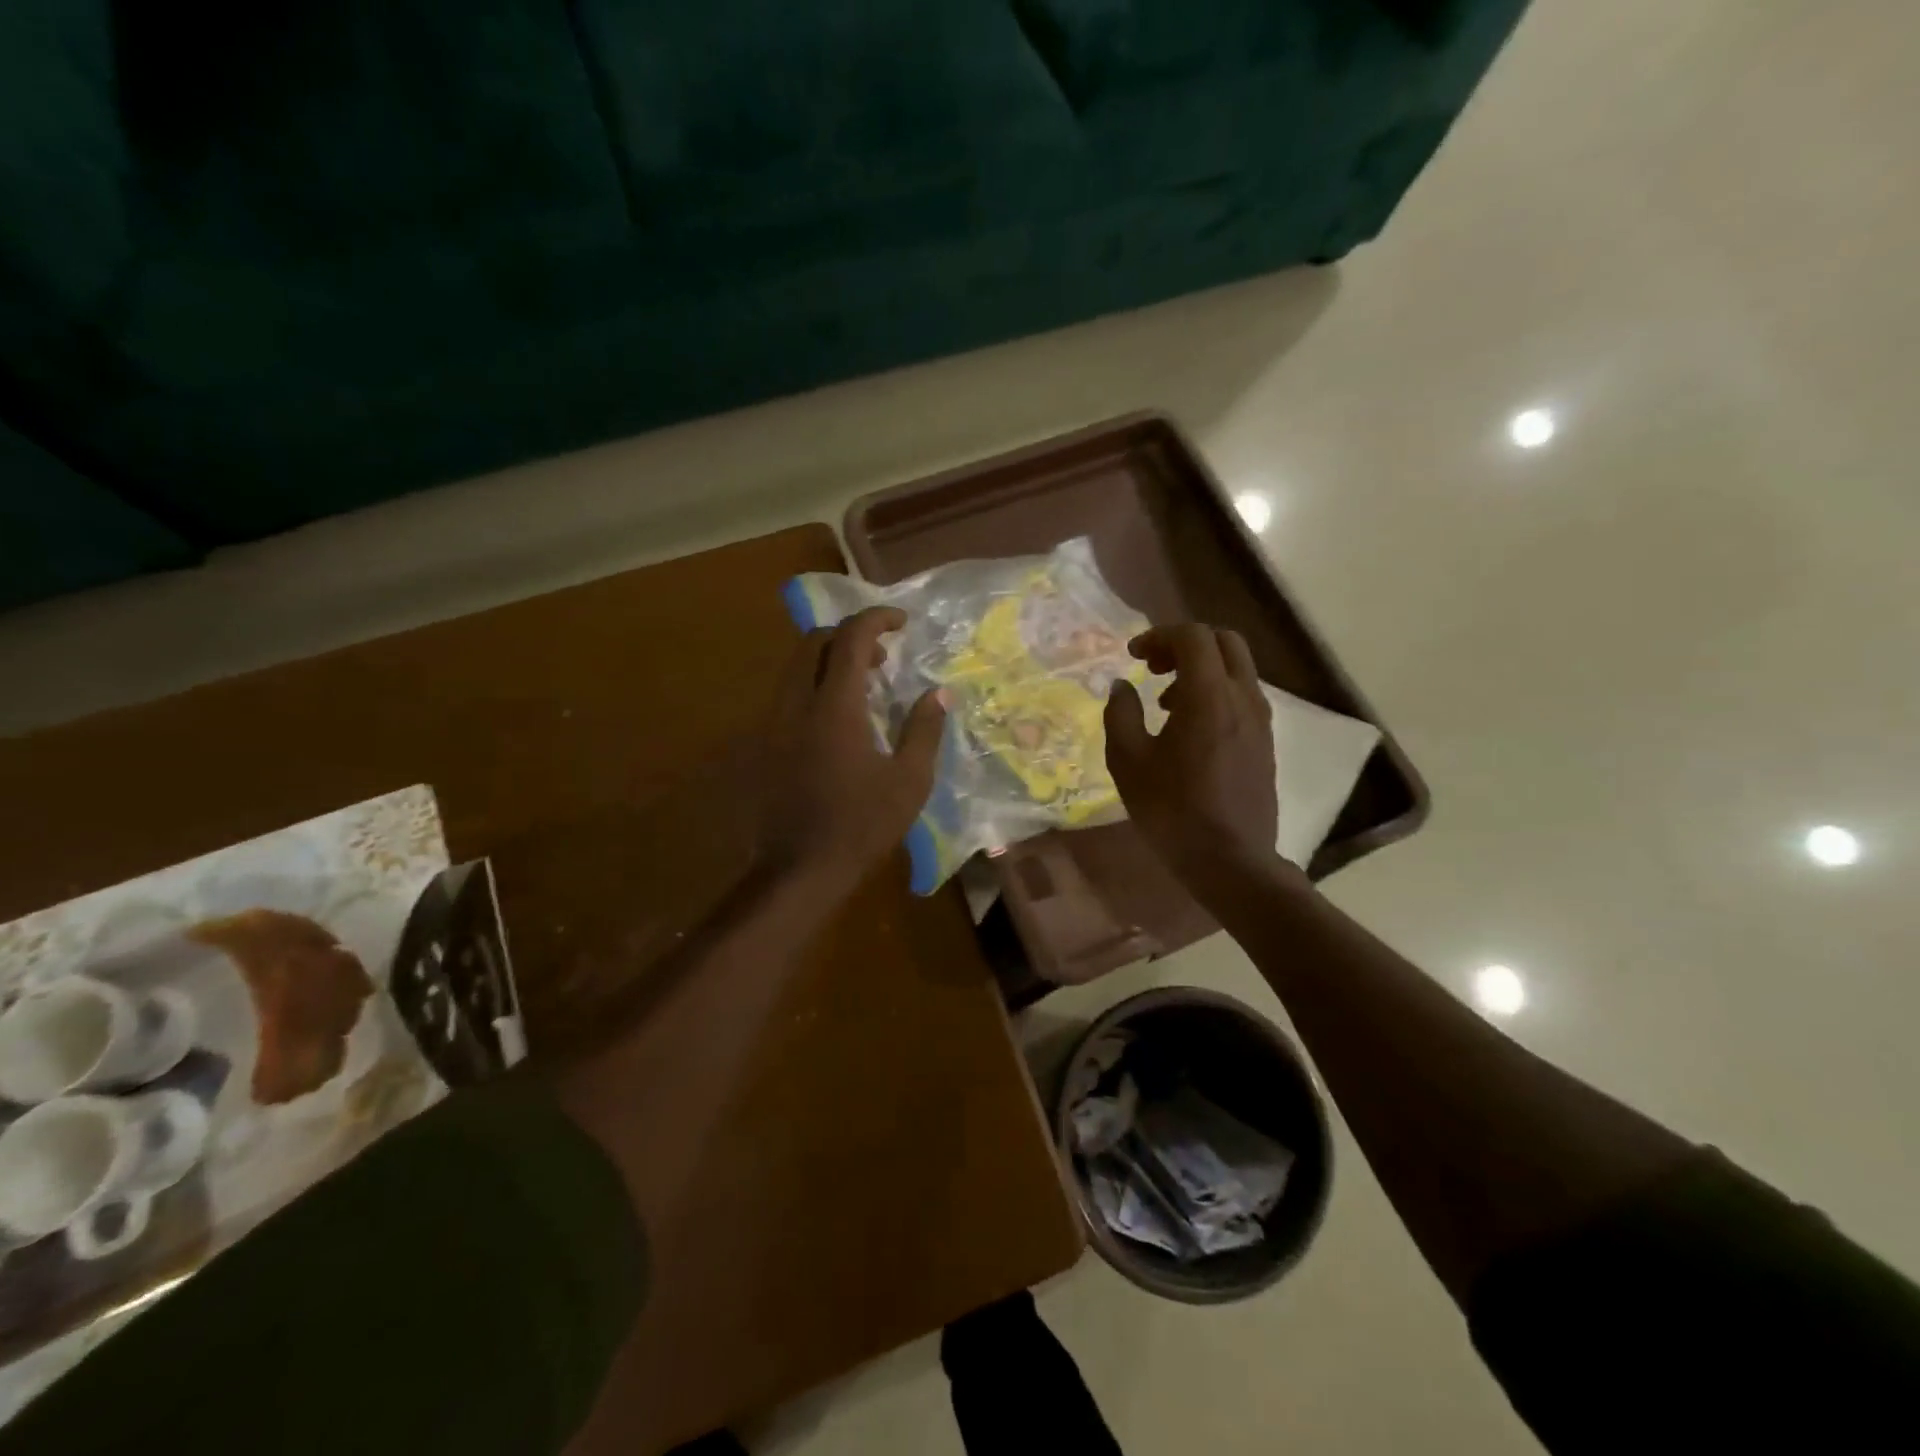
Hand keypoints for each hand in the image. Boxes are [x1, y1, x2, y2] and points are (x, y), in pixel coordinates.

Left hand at [758, 606, 946, 887]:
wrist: (801, 868)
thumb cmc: (862, 825)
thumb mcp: (909, 781)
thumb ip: (923, 730)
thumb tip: (939, 694)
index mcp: (834, 707)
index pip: (851, 639)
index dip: (877, 619)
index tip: (902, 622)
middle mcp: (797, 703)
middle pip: (814, 642)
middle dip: (850, 635)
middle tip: (883, 657)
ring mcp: (775, 722)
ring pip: (796, 666)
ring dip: (830, 660)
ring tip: (865, 685)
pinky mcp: (767, 743)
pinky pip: (789, 693)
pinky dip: (815, 684)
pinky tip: (839, 718)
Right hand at [1104, 624, 1279, 885]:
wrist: (1231, 860)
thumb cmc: (1172, 810)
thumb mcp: (1128, 762)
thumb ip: (1120, 714)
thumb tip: (1121, 686)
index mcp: (1209, 696)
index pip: (1192, 636)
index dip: (1158, 636)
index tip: (1132, 656)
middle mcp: (1243, 697)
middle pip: (1223, 642)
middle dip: (1185, 644)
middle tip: (1153, 667)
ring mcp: (1260, 720)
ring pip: (1237, 668)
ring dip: (1201, 669)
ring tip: (1166, 702)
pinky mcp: (1265, 741)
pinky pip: (1243, 695)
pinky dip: (1216, 692)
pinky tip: (1190, 728)